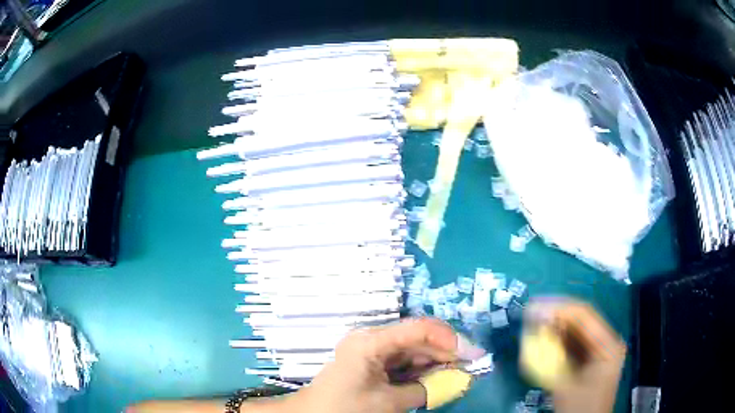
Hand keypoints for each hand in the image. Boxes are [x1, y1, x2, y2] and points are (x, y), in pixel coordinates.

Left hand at [290, 317, 485, 412]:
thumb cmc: (345, 408)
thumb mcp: (388, 403)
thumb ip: (426, 390)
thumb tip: (458, 382)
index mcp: (371, 342)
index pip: (417, 329)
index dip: (448, 338)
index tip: (470, 354)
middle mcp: (373, 340)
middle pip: (418, 338)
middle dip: (447, 351)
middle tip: (472, 365)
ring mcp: (373, 351)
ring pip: (414, 350)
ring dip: (437, 361)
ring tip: (460, 372)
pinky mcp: (374, 363)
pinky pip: (404, 363)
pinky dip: (423, 371)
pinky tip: (439, 377)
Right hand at [524, 299, 625, 412]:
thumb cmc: (579, 408)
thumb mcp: (565, 385)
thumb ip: (550, 357)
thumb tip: (532, 332)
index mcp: (608, 344)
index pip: (584, 316)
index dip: (558, 308)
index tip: (533, 307)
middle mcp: (606, 340)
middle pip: (580, 319)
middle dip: (555, 314)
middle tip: (530, 311)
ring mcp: (598, 349)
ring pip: (575, 329)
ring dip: (554, 326)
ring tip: (532, 321)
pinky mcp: (589, 359)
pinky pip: (572, 342)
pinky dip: (556, 340)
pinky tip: (541, 338)